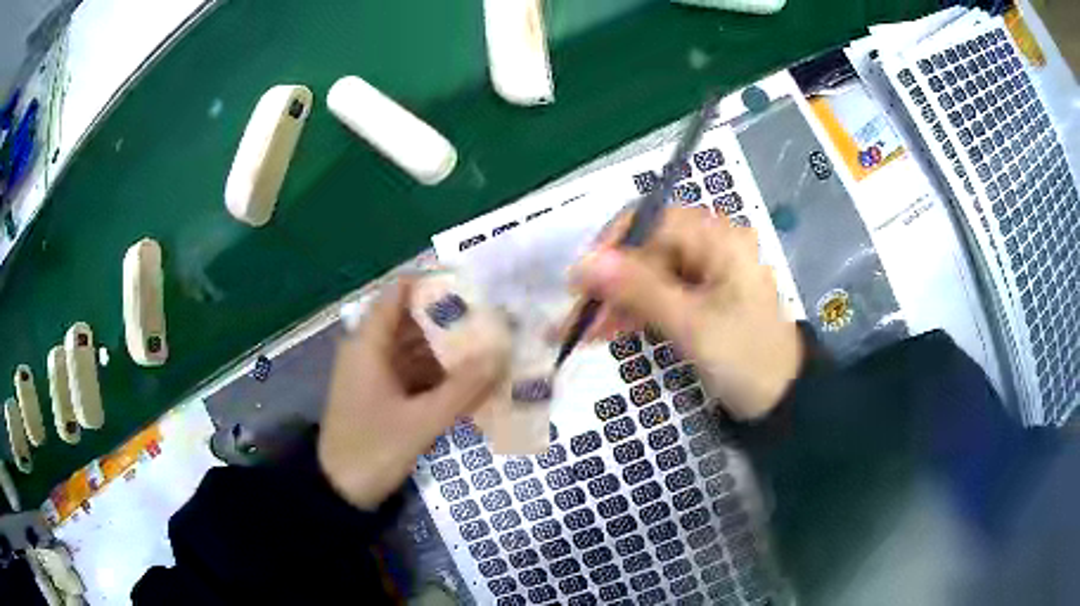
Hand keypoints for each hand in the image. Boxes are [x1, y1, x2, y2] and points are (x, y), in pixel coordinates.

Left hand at [318, 279, 507, 509]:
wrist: (340, 492)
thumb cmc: (372, 449)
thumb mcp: (421, 421)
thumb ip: (463, 388)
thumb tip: (502, 352)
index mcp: (369, 344)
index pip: (400, 293)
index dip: (434, 282)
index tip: (474, 282)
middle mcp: (371, 350)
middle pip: (413, 320)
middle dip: (452, 319)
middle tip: (496, 316)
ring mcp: (377, 374)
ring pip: (417, 349)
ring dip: (450, 349)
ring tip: (493, 344)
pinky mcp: (384, 395)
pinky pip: (416, 374)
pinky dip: (441, 375)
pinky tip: (473, 380)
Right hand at [573, 207, 802, 419]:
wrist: (782, 400)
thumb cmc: (745, 359)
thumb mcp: (691, 324)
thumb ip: (638, 289)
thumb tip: (582, 262)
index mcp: (719, 238)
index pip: (651, 220)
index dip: (610, 245)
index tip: (580, 282)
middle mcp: (711, 244)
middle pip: (646, 248)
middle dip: (609, 283)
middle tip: (576, 320)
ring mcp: (707, 271)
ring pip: (647, 274)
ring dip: (615, 301)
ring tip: (582, 334)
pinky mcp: (701, 296)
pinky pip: (658, 294)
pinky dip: (633, 312)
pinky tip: (606, 332)